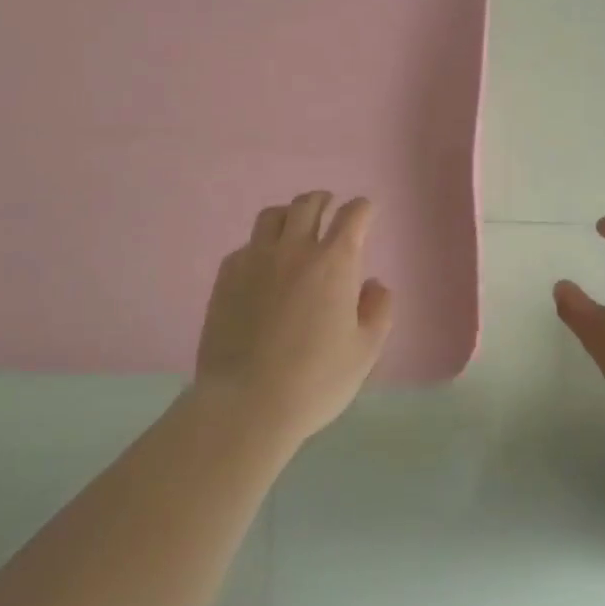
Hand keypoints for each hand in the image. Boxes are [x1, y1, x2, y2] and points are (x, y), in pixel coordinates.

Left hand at [194, 191, 394, 445]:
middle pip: (309, 204)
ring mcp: (255, 260)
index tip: (366, 212)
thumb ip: (378, 310)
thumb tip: (373, 284)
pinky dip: (261, 246)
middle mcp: (294, 249)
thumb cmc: (315, 381)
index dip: (363, 209)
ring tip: (295, 227)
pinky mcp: (226, 277)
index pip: (353, 215)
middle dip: (324, 200)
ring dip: (290, 214)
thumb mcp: (365, 352)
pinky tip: (264, 266)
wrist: (245, 405)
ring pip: (272, 216)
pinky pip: (246, 245)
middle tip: (330, 208)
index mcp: (335, 262)